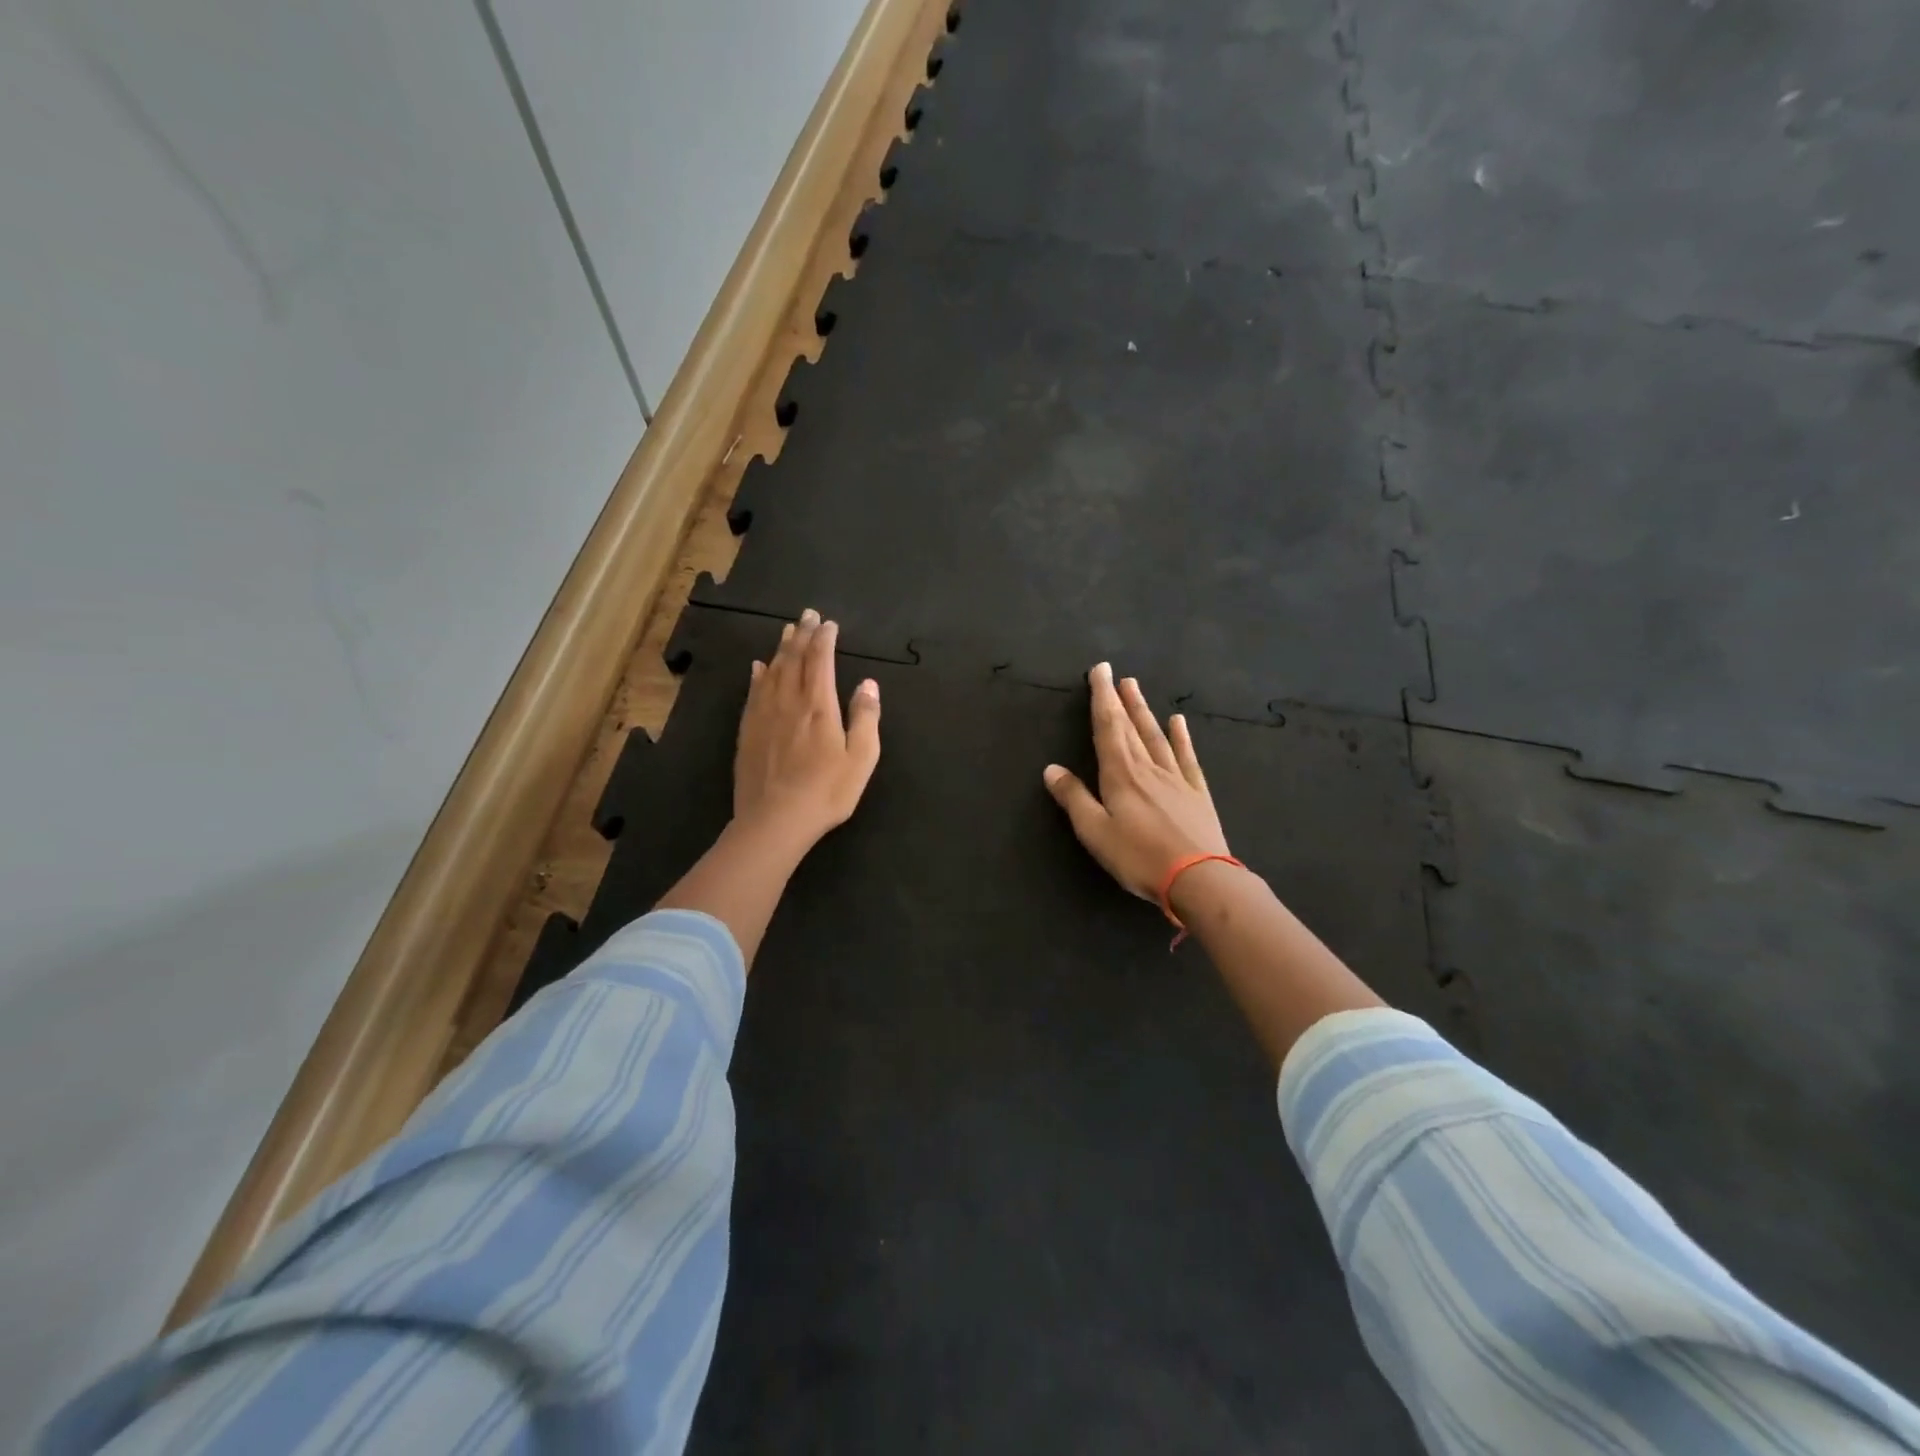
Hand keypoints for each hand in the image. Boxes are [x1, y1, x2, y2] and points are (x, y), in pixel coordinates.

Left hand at [733, 608, 881, 851]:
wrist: (774, 820)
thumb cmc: (826, 792)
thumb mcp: (861, 758)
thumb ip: (865, 718)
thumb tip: (868, 683)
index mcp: (819, 706)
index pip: (821, 660)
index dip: (825, 638)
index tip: (829, 623)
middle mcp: (789, 702)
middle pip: (794, 659)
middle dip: (803, 634)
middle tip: (808, 615)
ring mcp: (764, 715)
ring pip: (772, 671)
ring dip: (781, 648)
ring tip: (787, 631)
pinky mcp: (748, 732)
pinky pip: (753, 693)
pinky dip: (758, 675)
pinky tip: (758, 667)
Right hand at [1043, 662, 1230, 900]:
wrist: (1200, 878)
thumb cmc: (1139, 857)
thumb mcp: (1095, 832)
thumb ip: (1074, 798)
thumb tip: (1051, 768)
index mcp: (1120, 775)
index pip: (1107, 728)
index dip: (1101, 699)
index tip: (1099, 671)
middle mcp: (1148, 768)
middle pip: (1131, 727)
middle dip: (1120, 699)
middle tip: (1115, 674)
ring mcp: (1175, 778)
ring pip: (1156, 736)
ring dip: (1144, 711)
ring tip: (1136, 689)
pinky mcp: (1196, 793)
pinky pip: (1186, 757)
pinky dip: (1181, 737)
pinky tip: (1178, 722)